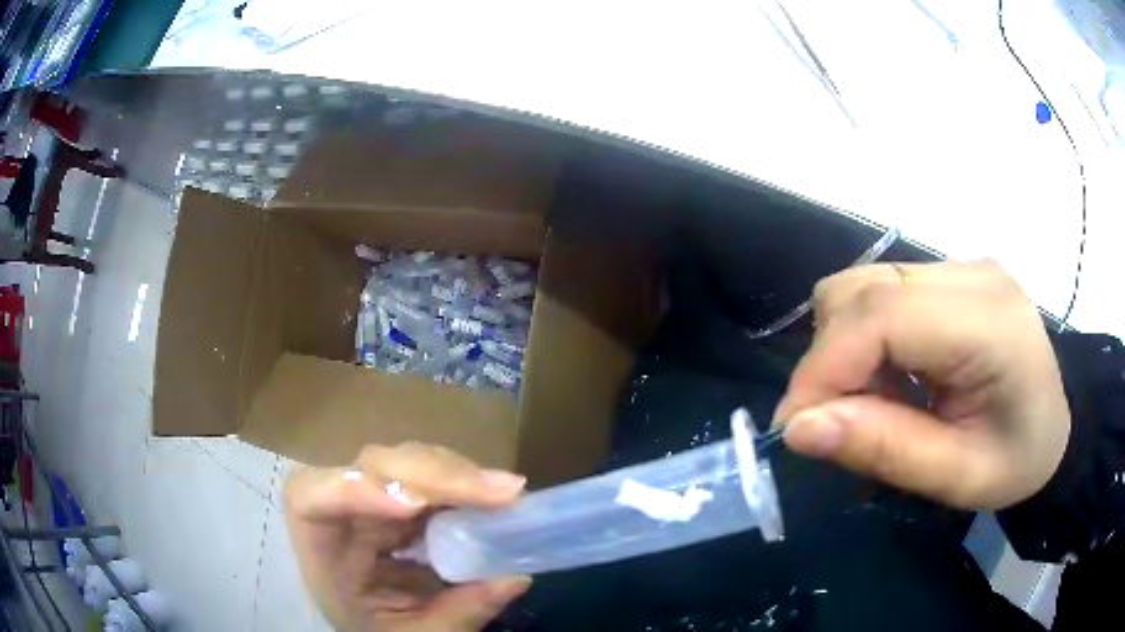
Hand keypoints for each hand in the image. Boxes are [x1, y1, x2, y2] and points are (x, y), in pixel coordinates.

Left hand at [284, 443, 530, 631]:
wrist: (374, 624)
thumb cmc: (377, 631)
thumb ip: (460, 614)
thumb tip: (516, 577)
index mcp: (322, 551)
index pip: (311, 500)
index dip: (354, 491)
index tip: (415, 507)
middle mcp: (340, 513)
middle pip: (370, 468)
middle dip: (434, 475)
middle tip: (498, 491)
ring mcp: (370, 500)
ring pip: (404, 463)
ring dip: (455, 473)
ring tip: (505, 491)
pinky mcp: (399, 497)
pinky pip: (427, 477)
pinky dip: (462, 483)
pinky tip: (494, 494)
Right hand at [774, 260, 1069, 509]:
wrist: (1057, 426)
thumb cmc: (1019, 461)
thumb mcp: (958, 478)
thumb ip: (885, 450)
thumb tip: (799, 427)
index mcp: (988, 322)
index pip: (880, 316)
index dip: (823, 367)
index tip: (794, 428)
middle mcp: (969, 273)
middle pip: (862, 289)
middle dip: (829, 360)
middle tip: (836, 423)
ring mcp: (959, 266)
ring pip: (863, 284)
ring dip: (844, 347)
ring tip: (870, 401)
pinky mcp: (949, 274)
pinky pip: (881, 292)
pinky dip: (865, 338)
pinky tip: (892, 377)